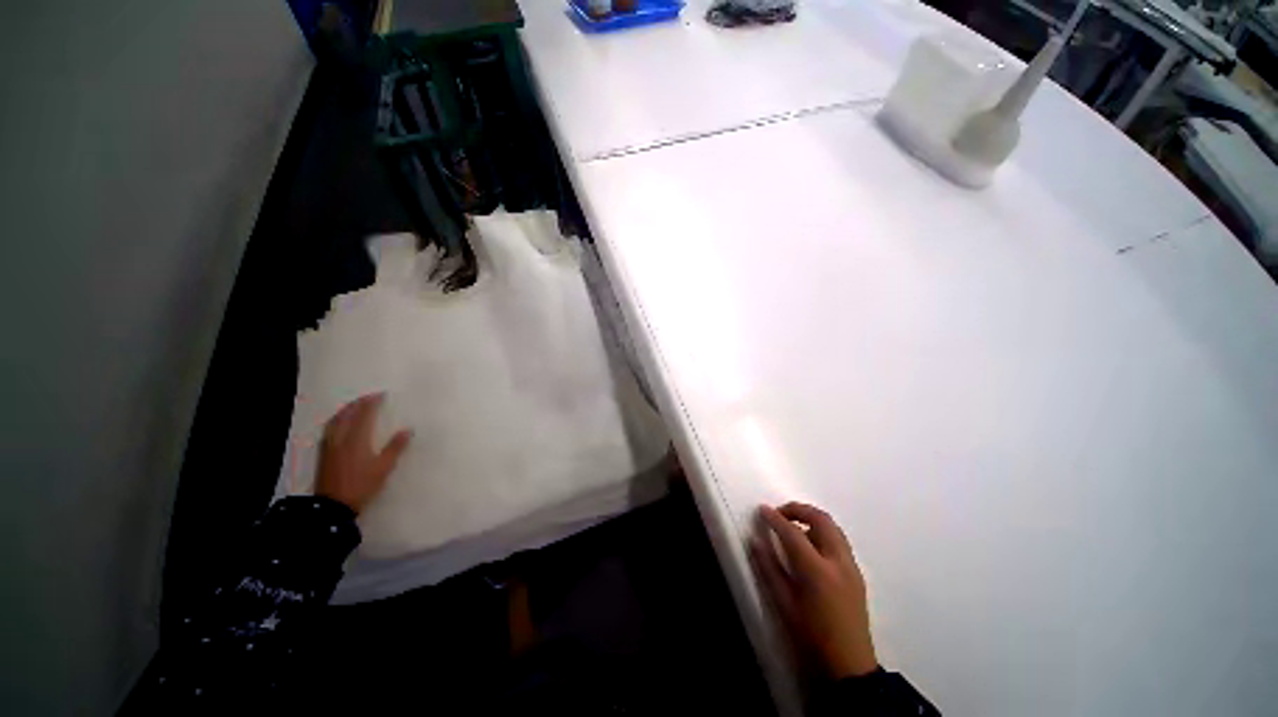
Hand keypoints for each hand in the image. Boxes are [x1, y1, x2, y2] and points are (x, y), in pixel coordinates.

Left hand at [316, 393, 411, 512]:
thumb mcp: (384, 467)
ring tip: (355, 406)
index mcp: (356, 439)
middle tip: (369, 397)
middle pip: (346, 414)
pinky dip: (337, 420)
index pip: (364, 414)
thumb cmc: (362, 484)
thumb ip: (395, 447)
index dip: (372, 402)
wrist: (332, 506)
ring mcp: (329, 445)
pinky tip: (340, 424)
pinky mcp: (324, 454)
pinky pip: (329, 429)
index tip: (382, 395)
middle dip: (358, 403)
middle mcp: (340, 438)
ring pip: (335, 421)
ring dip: (345, 410)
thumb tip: (408, 430)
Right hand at [751, 502, 877, 680]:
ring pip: (833, 526)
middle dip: (798, 509)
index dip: (775, 518)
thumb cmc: (811, 637)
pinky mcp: (857, 573)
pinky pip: (839, 540)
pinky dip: (823, 531)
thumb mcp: (783, 604)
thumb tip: (755, 541)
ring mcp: (851, 566)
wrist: (849, 666)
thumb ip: (768, 568)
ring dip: (812, 519)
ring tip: (794, 526)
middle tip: (780, 514)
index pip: (793, 532)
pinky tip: (810, 545)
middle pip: (820, 519)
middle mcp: (838, 562)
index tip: (762, 510)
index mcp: (817, 571)